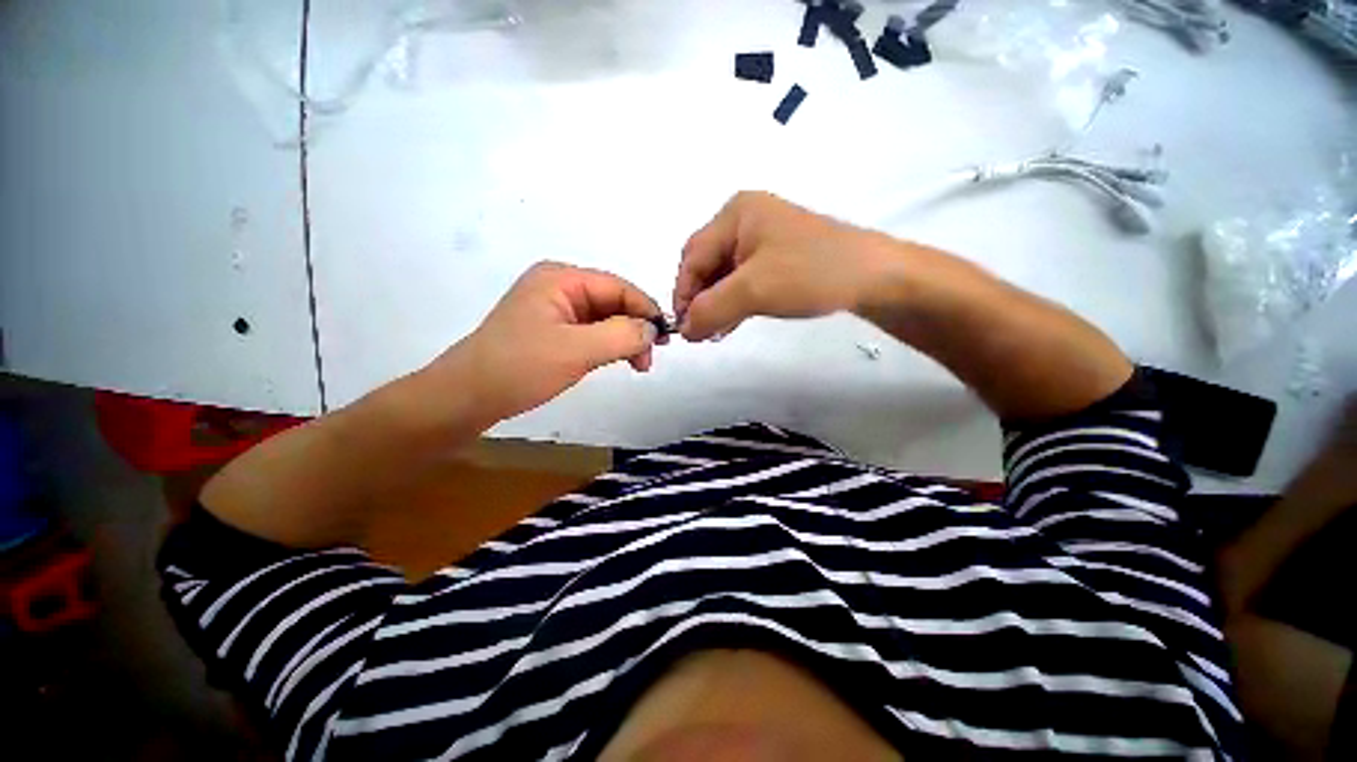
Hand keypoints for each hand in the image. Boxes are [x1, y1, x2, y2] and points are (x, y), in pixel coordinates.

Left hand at [433, 262, 663, 420]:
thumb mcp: (576, 350)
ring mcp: (555, 308)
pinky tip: (617, 360)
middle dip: (635, 329)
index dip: (646, 310)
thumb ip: (622, 336)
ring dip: (625, 340)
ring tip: (637, 365)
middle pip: (613, 302)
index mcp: (561, 278)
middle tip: (648, 360)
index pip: (619, 287)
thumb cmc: (519, 368)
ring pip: (605, 319)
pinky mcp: (553, 330)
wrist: (467, 397)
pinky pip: (592, 332)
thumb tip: (653, 329)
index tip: (666, 339)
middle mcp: (559, 286)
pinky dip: (609, 346)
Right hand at [674, 192, 890, 341]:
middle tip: (700, 331)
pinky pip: (743, 281)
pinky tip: (731, 323)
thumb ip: (710, 310)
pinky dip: (734, 302)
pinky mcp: (776, 258)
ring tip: (715, 332)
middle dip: (700, 300)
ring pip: (724, 275)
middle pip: (706, 264)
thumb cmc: (810, 273)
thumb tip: (684, 331)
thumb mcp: (753, 291)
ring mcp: (763, 239)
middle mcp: (745, 221)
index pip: (693, 257)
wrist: (873, 277)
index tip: (683, 329)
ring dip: (716, 304)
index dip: (683, 294)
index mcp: (735, 214)